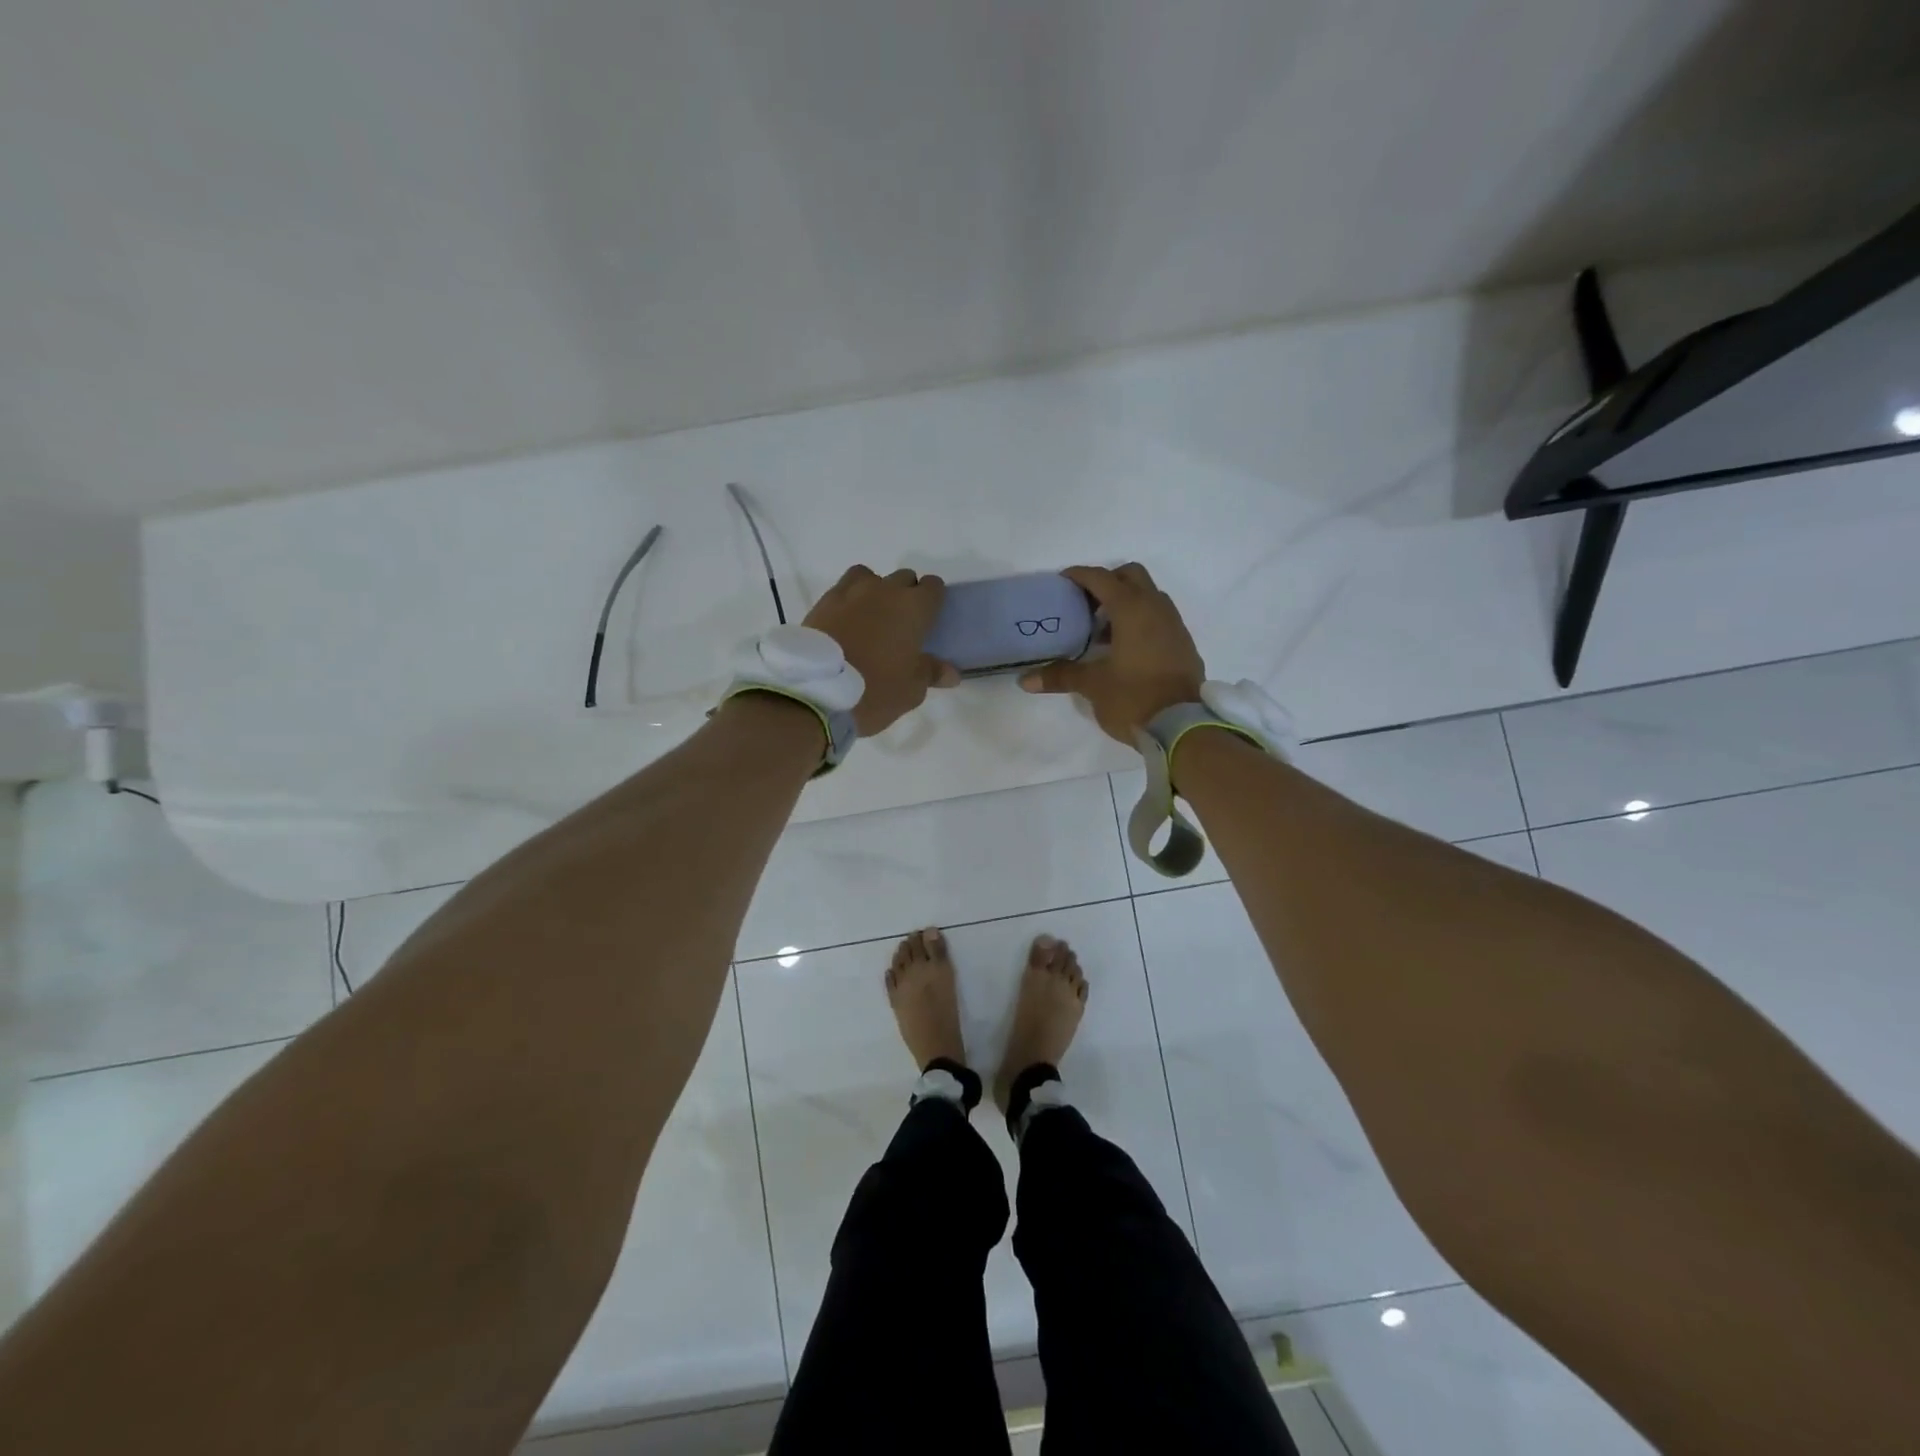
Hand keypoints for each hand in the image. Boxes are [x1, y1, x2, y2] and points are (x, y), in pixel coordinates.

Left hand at [805, 566, 959, 735]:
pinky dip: (849, 599)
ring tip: (871, 617)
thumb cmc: (876, 689)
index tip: (929, 620)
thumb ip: (931, 673)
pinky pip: (844, 588)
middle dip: (906, 595)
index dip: (933, 601)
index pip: (934, 587)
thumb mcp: (911, 690)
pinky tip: (846, 621)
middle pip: (904, 578)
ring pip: (871, 577)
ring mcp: (851, 592)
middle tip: (901, 624)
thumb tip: (951, 672)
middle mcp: (885, 590)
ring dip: (876, 590)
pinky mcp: (824, 601)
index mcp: (914, 608)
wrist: (817, 691)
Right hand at [1020, 563, 1204, 742]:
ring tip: (1102, 630)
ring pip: (1148, 596)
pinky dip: (1141, 621)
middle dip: (1107, 582)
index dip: (1079, 576)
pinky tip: (1125, 649)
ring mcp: (1174, 625)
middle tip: (1086, 603)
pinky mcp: (1183, 644)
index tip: (1062, 582)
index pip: (1101, 578)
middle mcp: (1156, 608)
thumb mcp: (1093, 686)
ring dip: (1126, 603)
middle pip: (1131, 576)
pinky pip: (1159, 618)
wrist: (1183, 728)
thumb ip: (1060, 676)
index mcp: (1132, 610)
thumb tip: (1025, 680)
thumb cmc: (1134, 698)